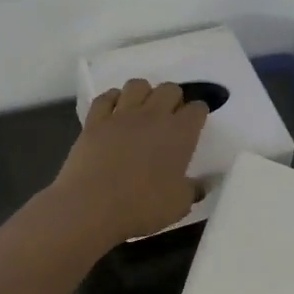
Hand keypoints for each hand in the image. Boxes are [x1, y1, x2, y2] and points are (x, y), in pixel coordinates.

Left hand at [52, 79, 207, 244]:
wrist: (91, 207)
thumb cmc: (141, 207)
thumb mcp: (179, 205)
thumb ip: (193, 190)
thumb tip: (202, 184)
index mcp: (180, 133)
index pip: (197, 109)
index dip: (198, 114)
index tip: (195, 125)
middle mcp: (153, 116)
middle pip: (170, 89)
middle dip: (174, 98)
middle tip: (170, 117)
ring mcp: (121, 115)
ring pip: (137, 85)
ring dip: (144, 94)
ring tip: (142, 110)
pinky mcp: (94, 121)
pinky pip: (106, 97)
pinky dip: (112, 100)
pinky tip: (114, 112)